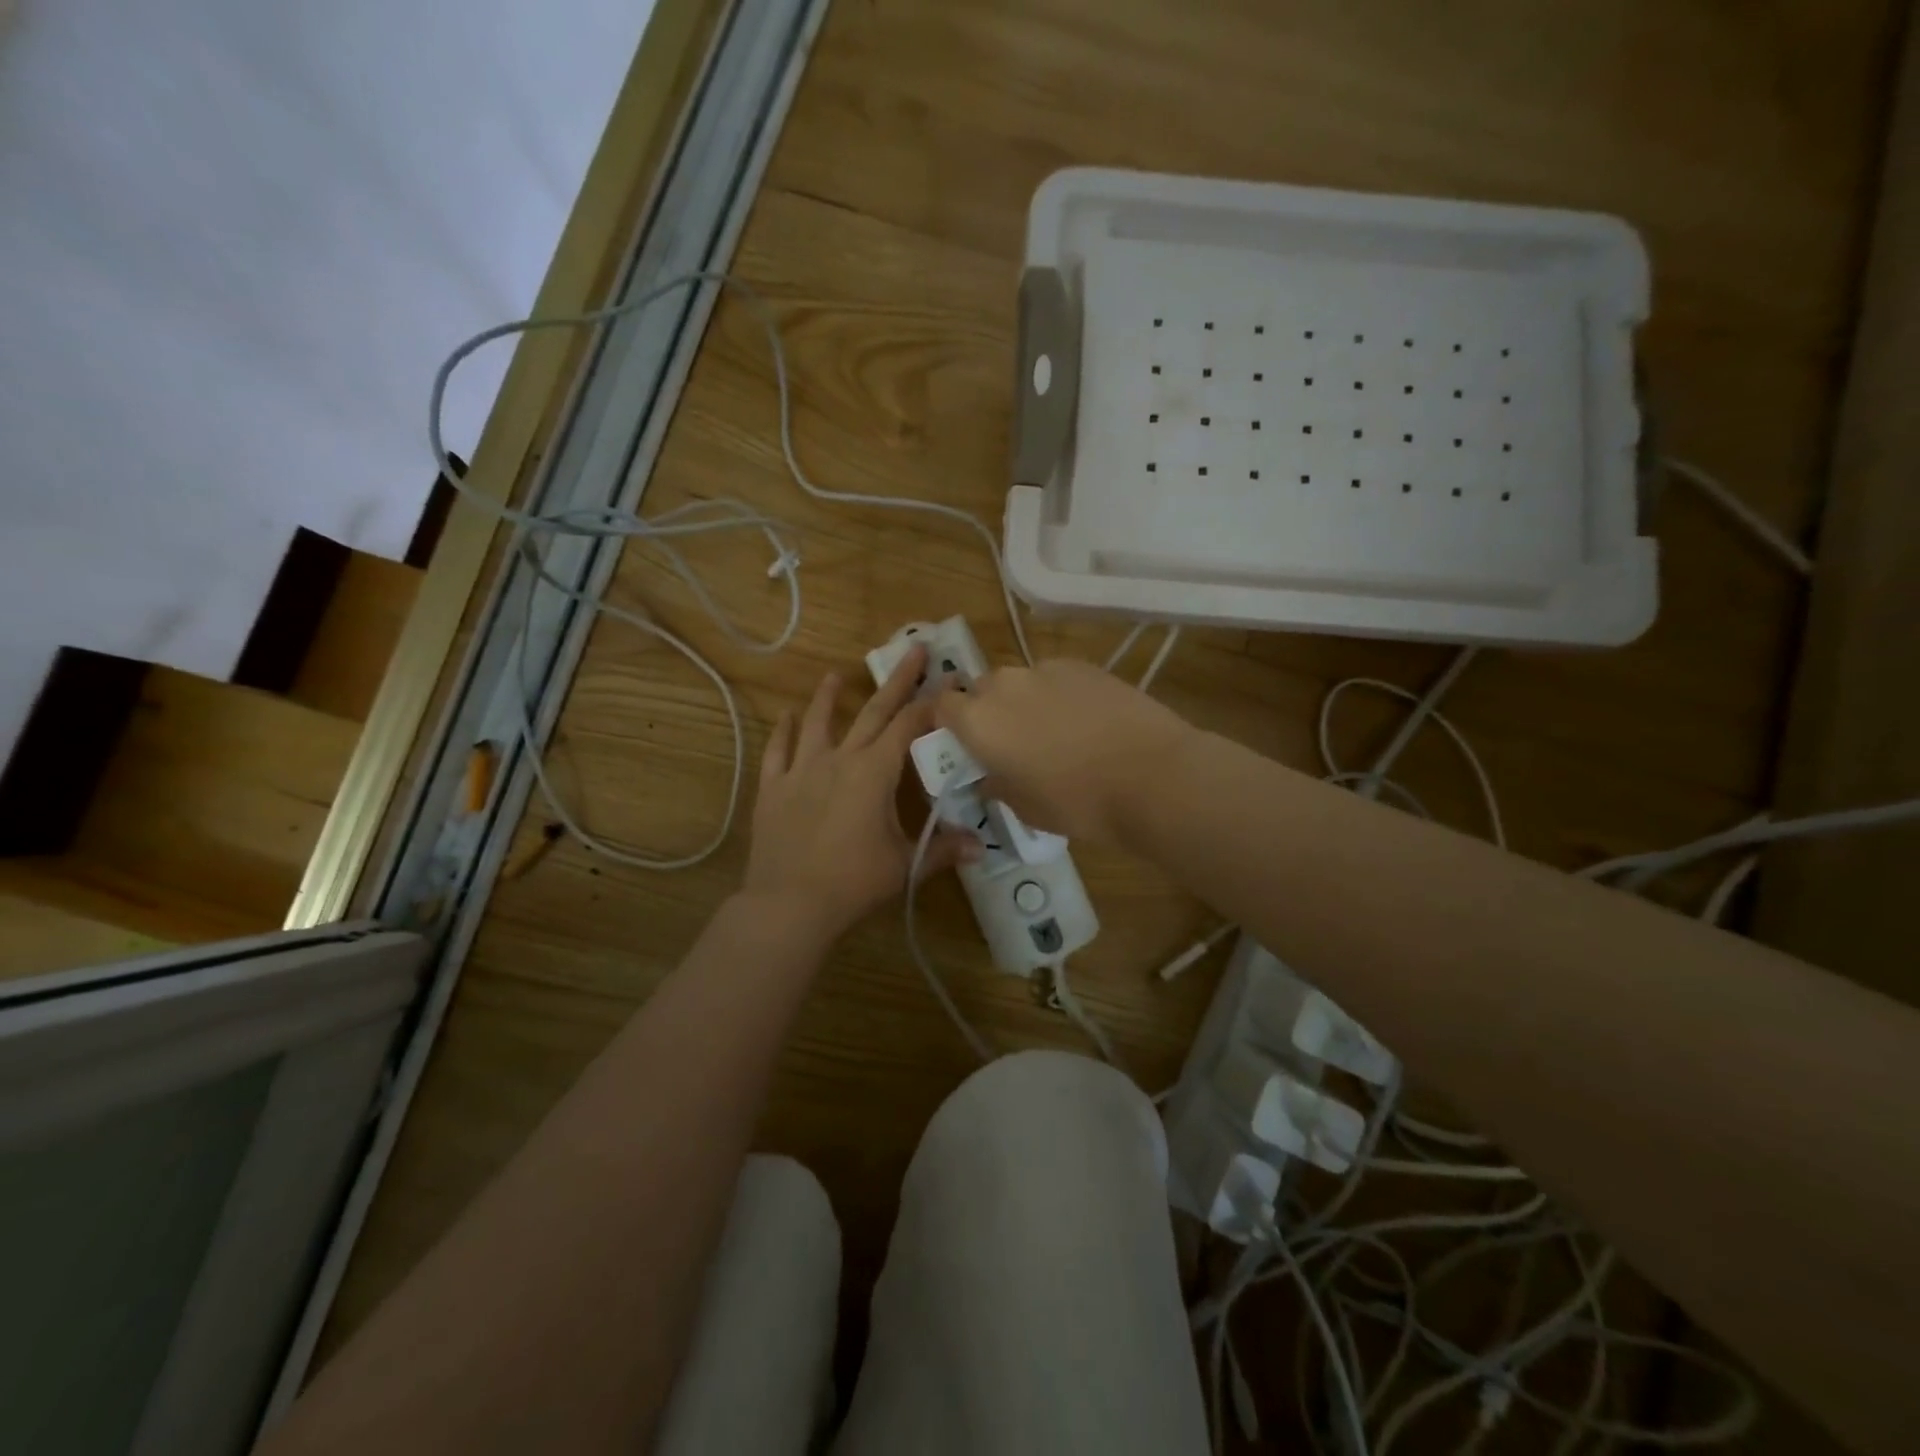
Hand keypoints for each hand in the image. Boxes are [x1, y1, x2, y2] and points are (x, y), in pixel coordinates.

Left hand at [745, 644, 978, 943]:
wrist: (789, 903)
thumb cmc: (854, 881)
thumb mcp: (904, 864)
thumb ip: (943, 850)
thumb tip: (982, 848)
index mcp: (874, 772)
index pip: (909, 726)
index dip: (933, 702)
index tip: (950, 680)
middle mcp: (839, 759)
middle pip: (872, 712)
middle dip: (896, 680)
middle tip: (913, 649)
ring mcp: (802, 771)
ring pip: (817, 723)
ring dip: (828, 697)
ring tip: (835, 675)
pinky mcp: (774, 789)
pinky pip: (778, 752)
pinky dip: (782, 732)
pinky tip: (785, 716)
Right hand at [935, 658, 1195, 844]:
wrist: (1151, 776)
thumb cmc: (1078, 802)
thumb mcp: (1025, 807)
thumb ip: (997, 785)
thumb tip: (989, 776)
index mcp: (979, 721)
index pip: (942, 706)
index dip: (949, 723)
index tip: (965, 744)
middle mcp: (1004, 685)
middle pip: (981, 689)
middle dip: (988, 711)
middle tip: (1011, 743)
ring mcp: (1045, 669)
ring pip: (1020, 681)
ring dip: (1024, 701)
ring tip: (1054, 732)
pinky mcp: (1082, 664)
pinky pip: (1054, 677)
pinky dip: (1058, 694)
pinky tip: (1086, 720)